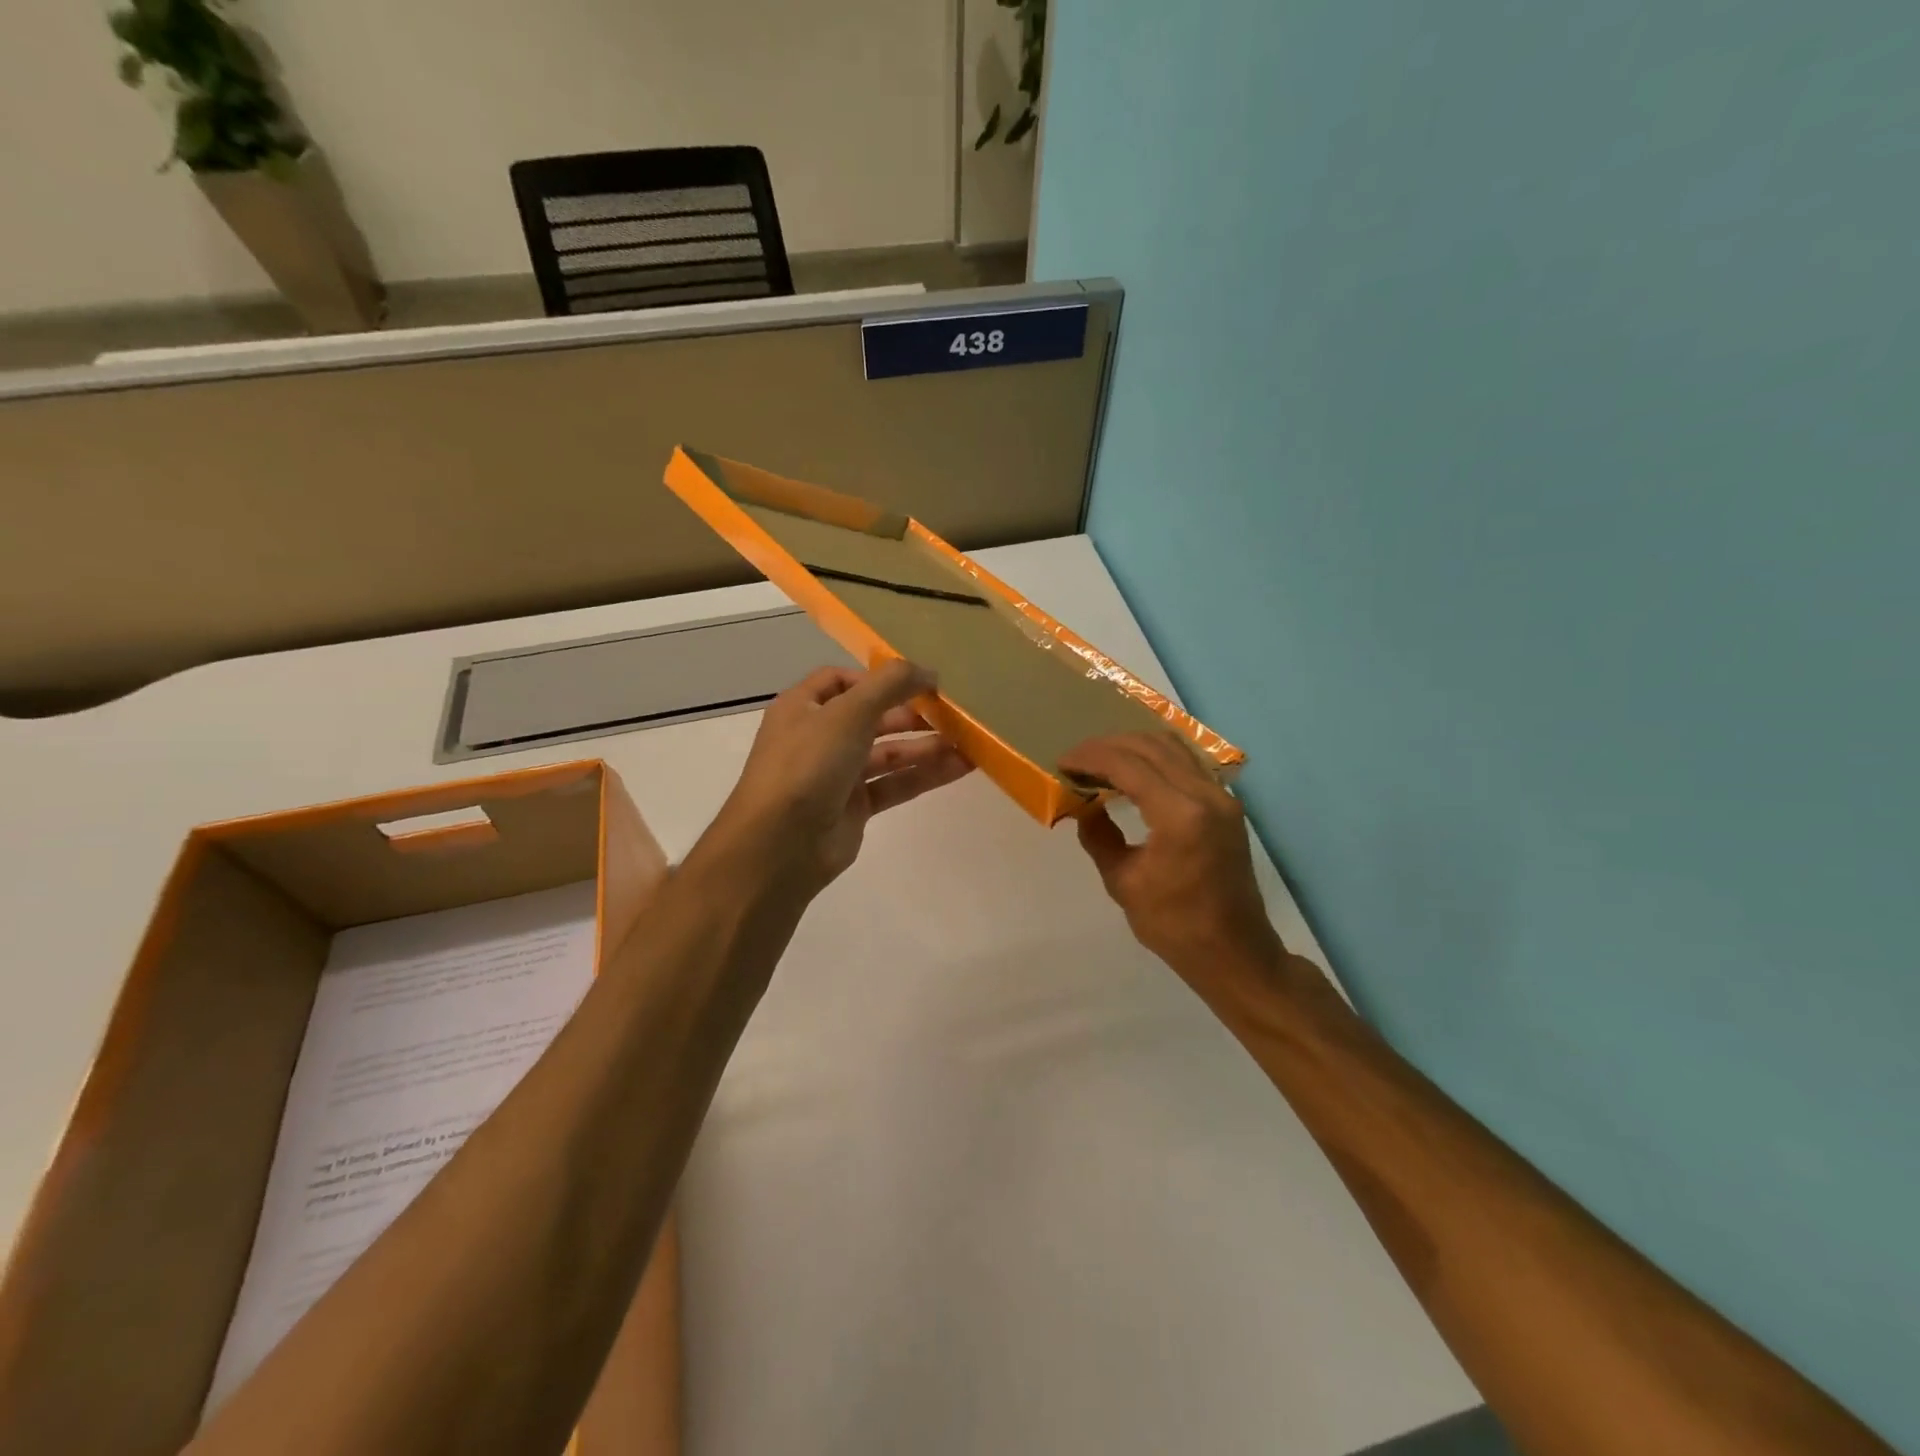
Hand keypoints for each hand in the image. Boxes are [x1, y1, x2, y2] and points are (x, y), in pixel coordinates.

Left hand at [709, 659, 972, 896]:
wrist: (780, 845)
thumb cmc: (808, 764)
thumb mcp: (849, 712)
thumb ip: (891, 685)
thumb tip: (929, 671)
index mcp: (803, 707)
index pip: (840, 680)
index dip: (877, 678)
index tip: (916, 681)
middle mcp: (818, 737)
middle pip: (871, 717)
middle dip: (910, 713)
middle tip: (951, 712)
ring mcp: (836, 774)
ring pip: (888, 753)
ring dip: (925, 746)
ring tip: (968, 741)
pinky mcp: (855, 807)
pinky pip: (894, 784)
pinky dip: (924, 775)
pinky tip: (960, 767)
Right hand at [1059, 732, 1282, 982]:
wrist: (1234, 952)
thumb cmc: (1174, 925)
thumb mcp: (1123, 882)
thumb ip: (1099, 836)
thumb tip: (1082, 806)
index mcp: (1180, 815)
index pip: (1128, 765)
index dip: (1091, 758)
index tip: (1062, 763)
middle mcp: (1206, 795)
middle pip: (1150, 746)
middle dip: (1108, 746)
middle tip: (1076, 760)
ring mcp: (1221, 797)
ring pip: (1172, 747)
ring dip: (1133, 747)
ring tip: (1101, 761)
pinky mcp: (1226, 805)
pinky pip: (1187, 762)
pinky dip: (1155, 757)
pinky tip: (1133, 772)